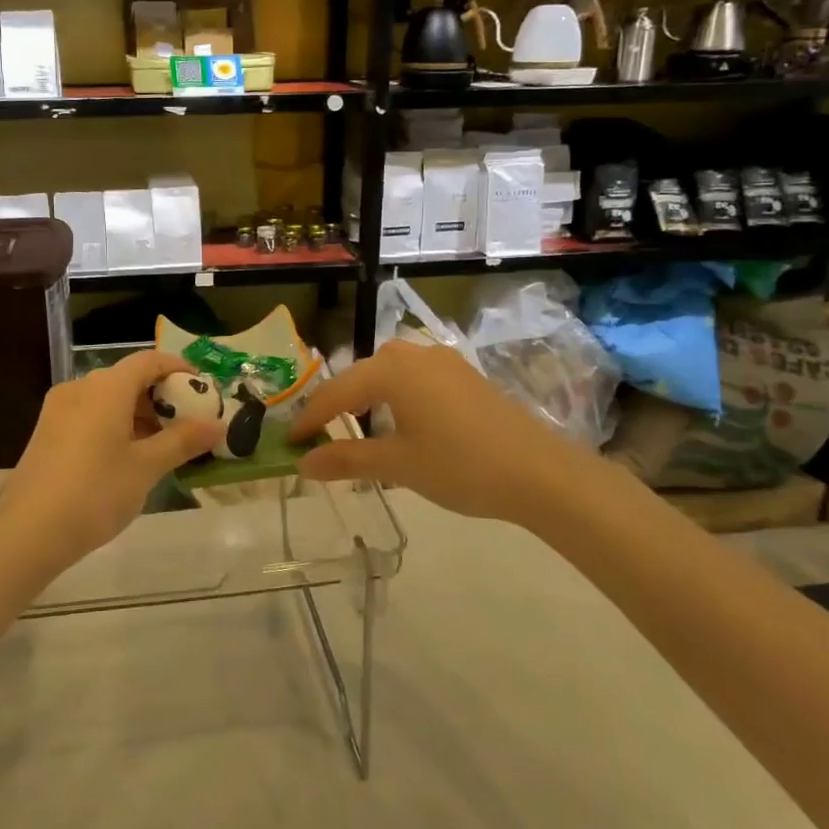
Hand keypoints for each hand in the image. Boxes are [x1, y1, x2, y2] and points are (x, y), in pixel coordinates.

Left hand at [0, 350, 224, 568]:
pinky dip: (115, 426)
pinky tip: (128, 458)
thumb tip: (218, 424)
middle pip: (128, 379)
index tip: (202, 388)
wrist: (28, 533)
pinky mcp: (47, 433)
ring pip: (108, 399)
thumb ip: (183, 441)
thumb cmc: (95, 492)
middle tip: (188, 424)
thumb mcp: (146, 467)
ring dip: (138, 414)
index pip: (149, 361)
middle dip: (161, 397)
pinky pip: (90, 416)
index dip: (178, 368)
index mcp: (106, 387)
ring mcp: (58, 410)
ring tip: (163, 447)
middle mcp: (80, 388)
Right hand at [289, 340, 605, 523]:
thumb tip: (303, 463)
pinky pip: (415, 381)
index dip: (310, 419)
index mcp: (391, 370)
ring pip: (389, 377)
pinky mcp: (465, 376)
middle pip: (361, 377)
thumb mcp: (397, 465)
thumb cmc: (459, 465)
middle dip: (338, 406)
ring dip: (369, 401)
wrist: (540, 473)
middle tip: (320, 436)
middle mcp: (413, 355)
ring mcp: (443, 362)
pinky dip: (397, 401)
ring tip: (358, 432)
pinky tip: (402, 428)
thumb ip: (346, 459)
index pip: (336, 393)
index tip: (289, 442)